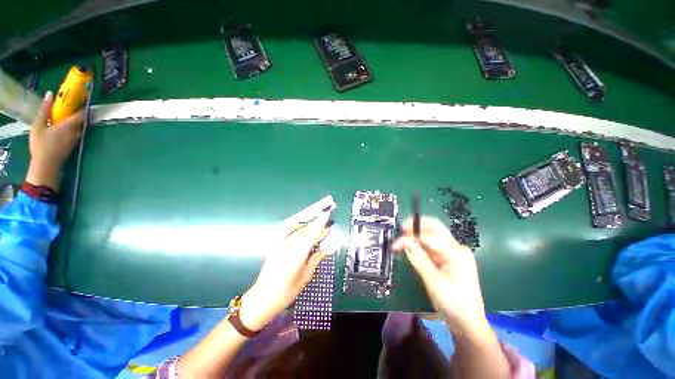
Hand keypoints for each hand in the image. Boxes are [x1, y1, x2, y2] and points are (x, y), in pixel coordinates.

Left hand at [26, 91, 83, 190]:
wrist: (48, 168)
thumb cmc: (52, 146)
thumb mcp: (65, 130)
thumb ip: (75, 119)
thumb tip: (85, 110)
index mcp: (39, 121)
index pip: (46, 106)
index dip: (52, 100)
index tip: (59, 94)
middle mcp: (40, 128)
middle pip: (54, 117)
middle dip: (65, 114)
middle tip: (76, 112)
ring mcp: (45, 139)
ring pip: (59, 127)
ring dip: (69, 125)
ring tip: (79, 125)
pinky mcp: (52, 148)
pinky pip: (62, 137)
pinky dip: (69, 135)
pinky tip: (76, 137)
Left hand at [240, 211, 331, 330]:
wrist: (262, 298)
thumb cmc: (286, 292)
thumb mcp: (305, 277)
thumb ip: (316, 260)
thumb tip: (327, 250)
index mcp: (296, 256)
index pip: (311, 235)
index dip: (320, 225)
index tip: (327, 216)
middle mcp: (287, 247)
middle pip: (305, 232)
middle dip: (317, 228)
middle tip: (327, 228)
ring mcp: (279, 245)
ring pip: (297, 231)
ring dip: (308, 227)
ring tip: (317, 227)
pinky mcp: (274, 246)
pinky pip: (286, 232)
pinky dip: (294, 227)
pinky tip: (300, 226)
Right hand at [393, 217, 487, 331]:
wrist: (468, 324)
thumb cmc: (454, 304)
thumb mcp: (434, 282)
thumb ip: (419, 259)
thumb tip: (405, 241)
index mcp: (456, 252)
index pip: (429, 235)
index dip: (410, 236)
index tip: (395, 244)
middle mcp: (456, 248)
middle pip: (434, 228)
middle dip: (415, 227)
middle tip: (399, 232)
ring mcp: (453, 253)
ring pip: (431, 237)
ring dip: (415, 237)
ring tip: (400, 243)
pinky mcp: (448, 260)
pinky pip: (432, 247)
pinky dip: (420, 246)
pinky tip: (411, 250)